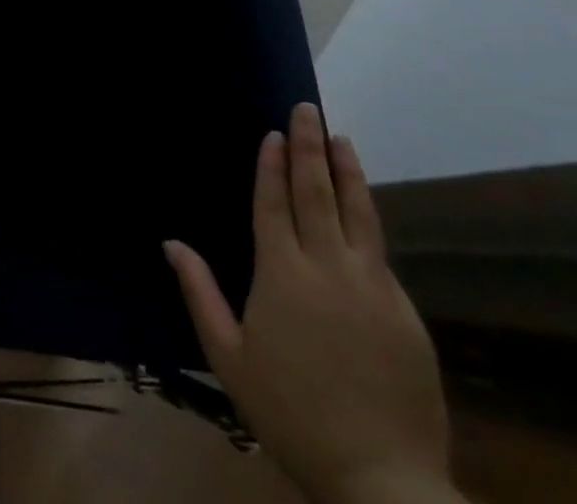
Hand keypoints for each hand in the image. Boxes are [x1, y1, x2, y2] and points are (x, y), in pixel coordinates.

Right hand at [164, 104, 456, 503]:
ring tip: (341, 138)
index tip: (273, 131)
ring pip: (358, 213)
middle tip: (307, 109)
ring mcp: (373, 287)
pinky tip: (361, 209)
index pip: (274, 202)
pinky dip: (366, 219)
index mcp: (282, 274)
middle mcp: (328, 267)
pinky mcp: (405, 312)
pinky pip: (379, 253)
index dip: (272, 165)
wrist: (383, 481)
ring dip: (347, 171)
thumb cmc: (291, 413)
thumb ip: (200, 293)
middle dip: (309, 147)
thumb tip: (171, 242)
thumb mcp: (229, 358)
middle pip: (317, 193)